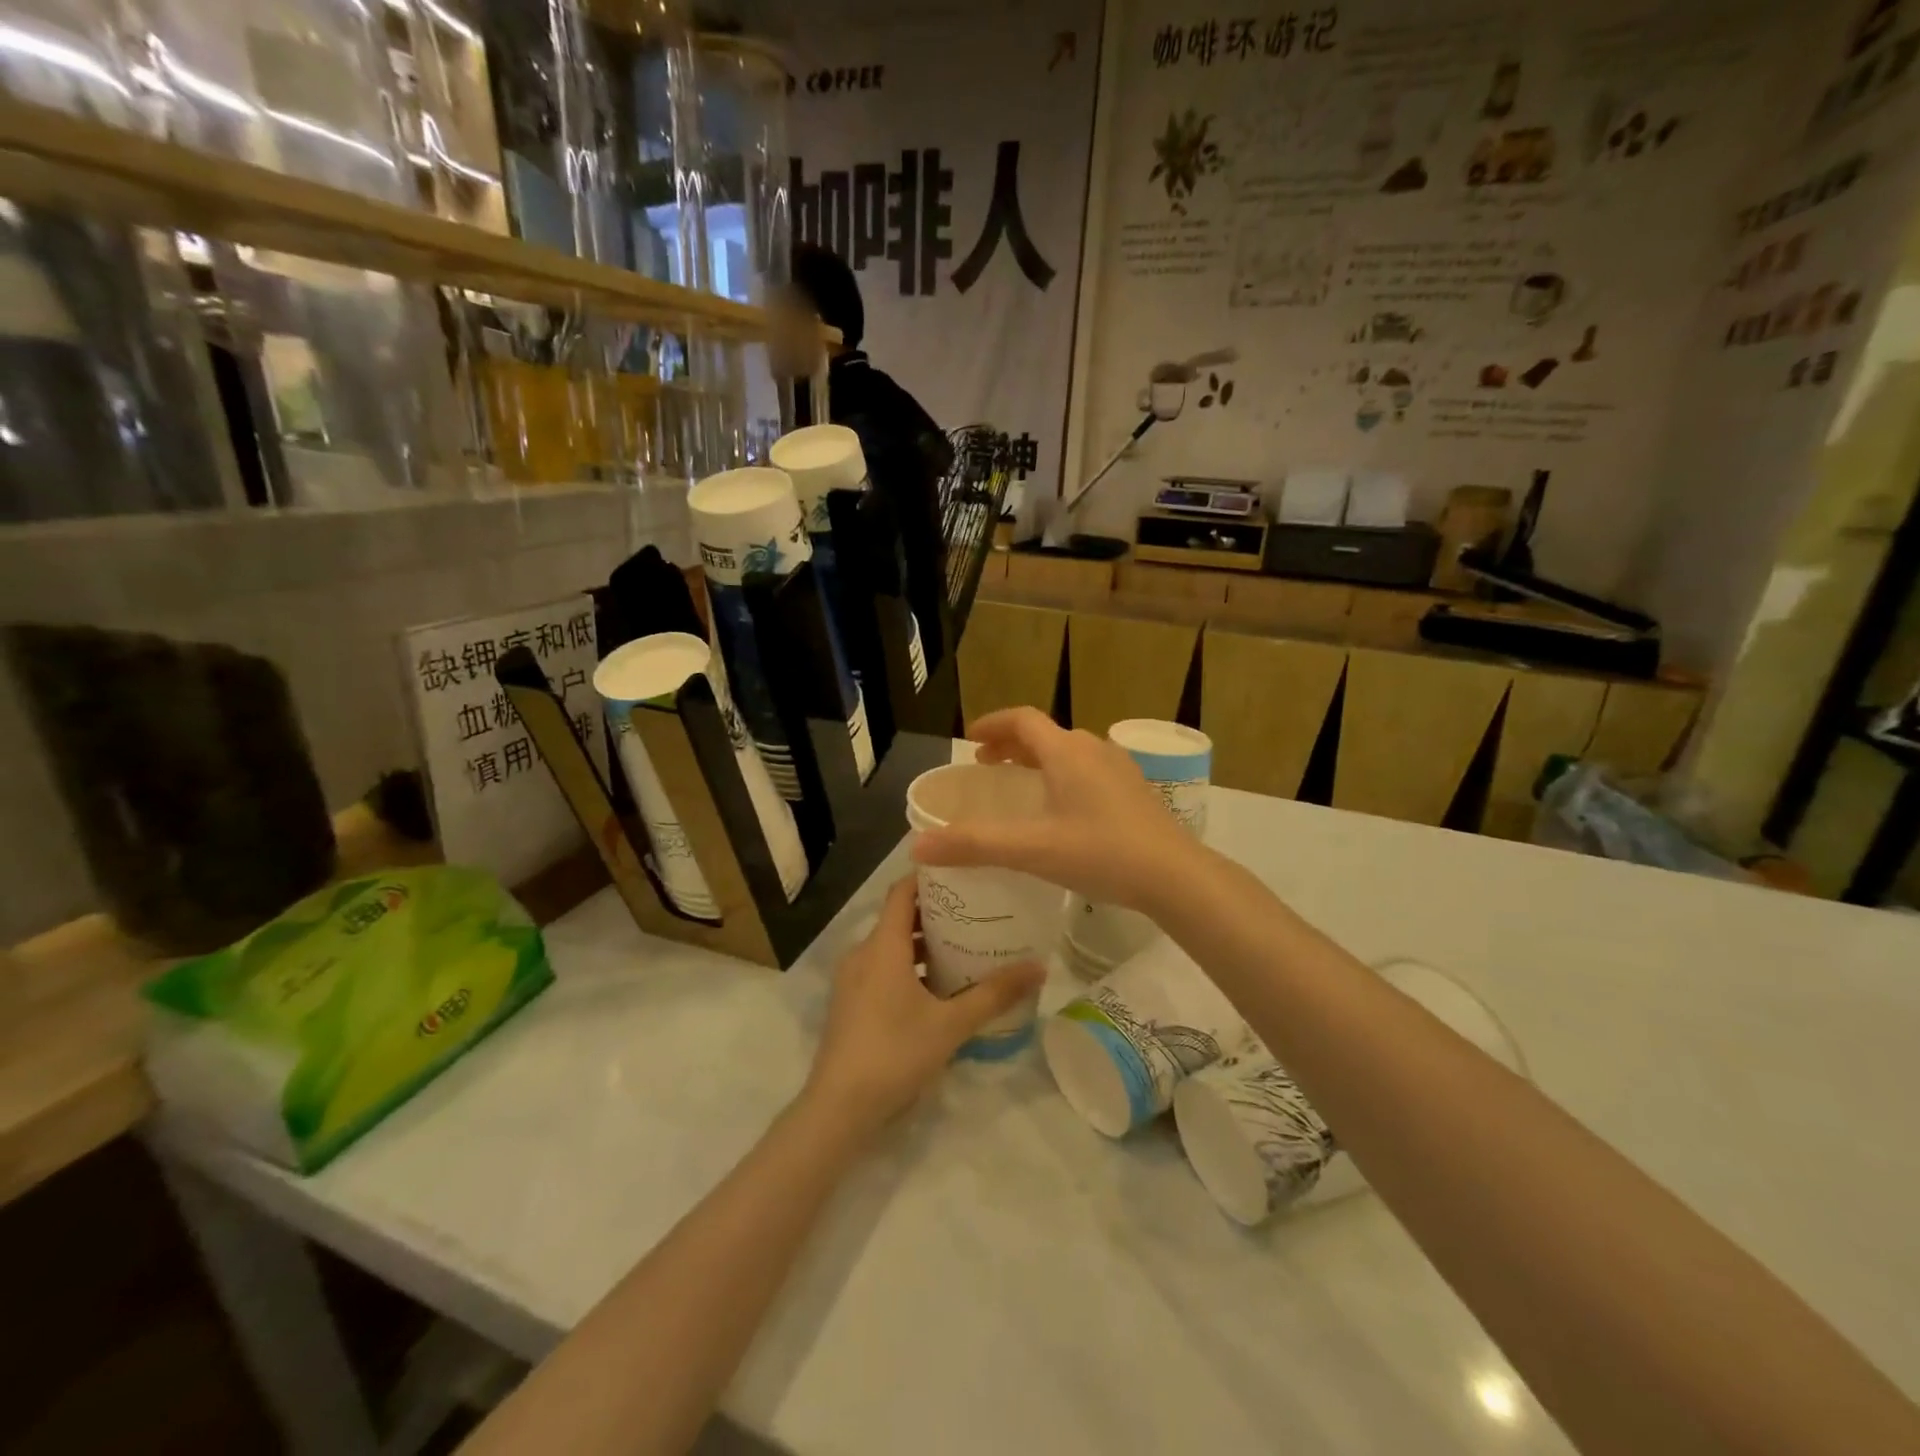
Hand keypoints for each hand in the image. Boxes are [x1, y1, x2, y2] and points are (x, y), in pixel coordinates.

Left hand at [804, 878, 1045, 1132]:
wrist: (839, 1108)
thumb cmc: (895, 1053)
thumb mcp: (952, 1023)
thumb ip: (995, 993)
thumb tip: (1040, 967)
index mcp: (883, 946)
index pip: (902, 891)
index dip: (930, 877)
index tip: (964, 873)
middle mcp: (863, 953)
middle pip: (900, 918)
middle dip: (937, 913)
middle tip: (977, 913)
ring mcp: (853, 980)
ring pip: (892, 947)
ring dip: (924, 945)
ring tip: (965, 949)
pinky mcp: (850, 1004)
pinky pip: (882, 969)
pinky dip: (909, 968)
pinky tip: (939, 989)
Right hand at [911, 708, 1194, 911]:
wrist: (1176, 875)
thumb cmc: (1101, 853)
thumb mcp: (1032, 850)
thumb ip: (974, 845)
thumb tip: (917, 845)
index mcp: (1066, 752)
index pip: (1022, 719)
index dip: (991, 724)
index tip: (970, 740)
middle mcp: (1093, 749)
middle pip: (1045, 733)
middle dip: (1011, 744)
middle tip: (987, 765)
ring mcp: (1119, 768)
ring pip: (1069, 751)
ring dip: (1039, 759)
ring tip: (1021, 784)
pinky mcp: (1135, 790)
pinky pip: (1088, 769)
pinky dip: (1063, 774)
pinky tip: (1064, 809)